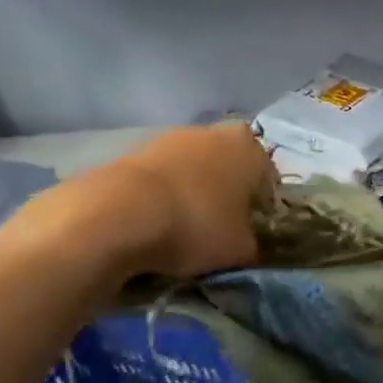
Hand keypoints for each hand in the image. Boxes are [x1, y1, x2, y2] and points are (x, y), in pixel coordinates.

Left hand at [20, 124, 272, 282]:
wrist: (115, 215)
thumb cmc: (196, 225)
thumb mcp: (241, 249)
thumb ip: (253, 243)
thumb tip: (247, 244)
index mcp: (248, 148)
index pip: (268, 179)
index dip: (262, 208)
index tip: (251, 233)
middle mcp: (212, 132)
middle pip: (228, 168)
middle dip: (226, 195)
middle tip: (219, 230)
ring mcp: (168, 138)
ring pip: (192, 171)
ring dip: (192, 195)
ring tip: (182, 231)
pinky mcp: (131, 152)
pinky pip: (160, 179)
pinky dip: (161, 198)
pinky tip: (154, 225)